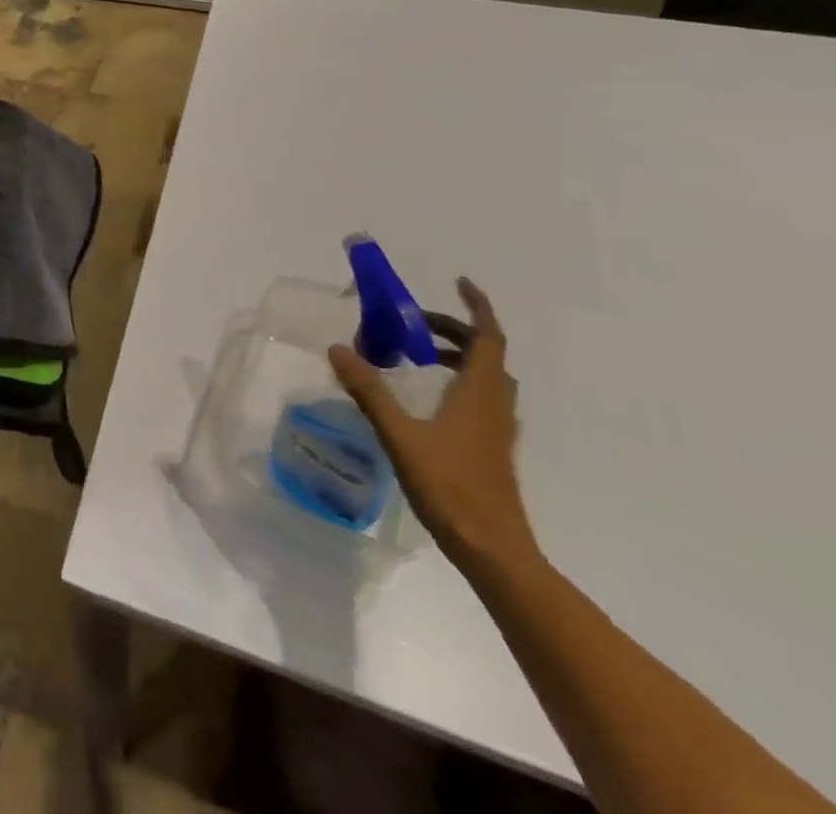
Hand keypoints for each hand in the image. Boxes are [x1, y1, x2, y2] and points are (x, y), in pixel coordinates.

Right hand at [329, 278, 538, 575]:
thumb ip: (369, 391)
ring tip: (418, 356)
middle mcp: (494, 405)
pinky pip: (480, 400)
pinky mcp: (490, 450)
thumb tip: (338, 348)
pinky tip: (427, 400)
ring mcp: (496, 430)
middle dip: (455, 330)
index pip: (489, 337)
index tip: (459, 283)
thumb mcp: (400, 435)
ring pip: (487, 379)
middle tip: (415, 324)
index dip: (477, 307)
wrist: (494, 552)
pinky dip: (459, 384)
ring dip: (459, 357)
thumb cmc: (451, 488)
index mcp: (480, 394)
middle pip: (487, 354)